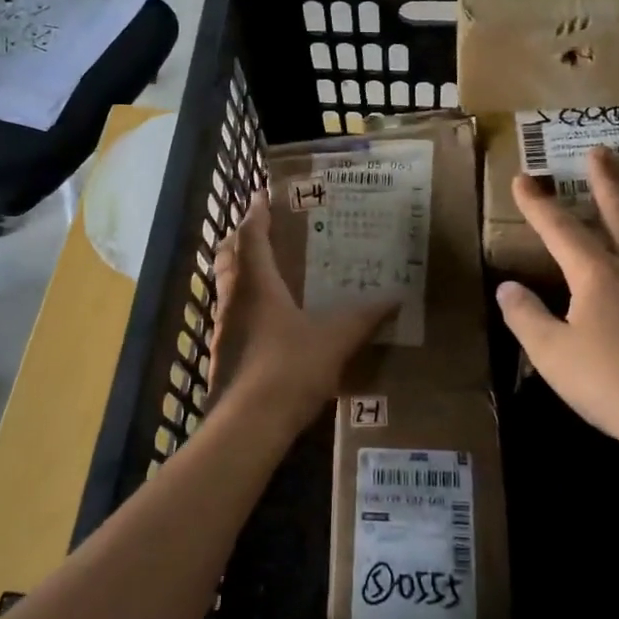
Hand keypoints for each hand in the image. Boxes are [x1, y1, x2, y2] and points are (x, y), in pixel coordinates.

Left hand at [208, 192, 390, 423]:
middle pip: (228, 258)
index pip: (252, 237)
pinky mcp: (222, 354)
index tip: (261, 196)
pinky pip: (230, 316)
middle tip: (258, 230)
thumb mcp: (335, 340)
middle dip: (240, 240)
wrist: (249, 423)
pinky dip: (243, 305)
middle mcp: (234, 299)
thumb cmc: (290, 368)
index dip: (256, 214)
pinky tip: (263, 320)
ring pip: (226, 288)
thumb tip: (396, 297)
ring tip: (263, 271)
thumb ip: (363, 318)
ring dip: (239, 272)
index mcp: (257, 284)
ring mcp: (222, 328)